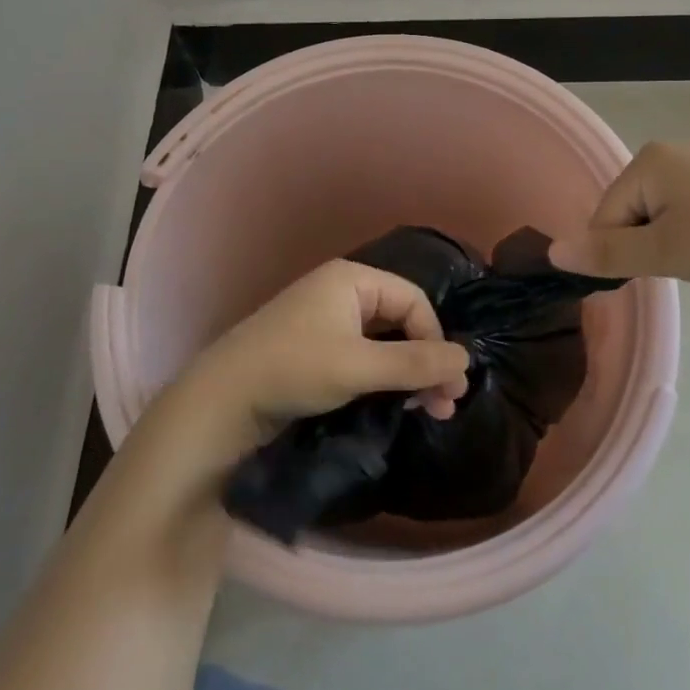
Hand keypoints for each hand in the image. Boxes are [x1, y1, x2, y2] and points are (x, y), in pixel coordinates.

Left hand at [189, 261, 469, 442]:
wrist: (222, 400)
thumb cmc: (294, 370)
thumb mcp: (359, 367)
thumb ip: (415, 363)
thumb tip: (467, 360)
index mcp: (352, 280)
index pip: (414, 301)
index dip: (435, 340)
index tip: (447, 385)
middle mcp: (342, 292)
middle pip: (401, 320)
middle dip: (426, 361)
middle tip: (445, 405)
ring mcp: (326, 320)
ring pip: (384, 341)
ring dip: (408, 374)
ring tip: (427, 410)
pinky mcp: (316, 348)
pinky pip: (363, 355)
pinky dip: (383, 377)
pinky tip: (394, 403)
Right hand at [549, 140, 689, 291]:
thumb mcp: (663, 253)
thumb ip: (606, 253)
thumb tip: (553, 253)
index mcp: (648, 159)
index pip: (605, 214)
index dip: (620, 251)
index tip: (656, 269)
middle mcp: (672, 150)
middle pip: (631, 209)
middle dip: (647, 243)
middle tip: (684, 263)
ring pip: (661, 210)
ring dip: (671, 239)